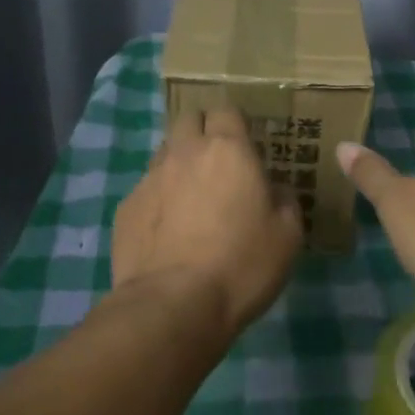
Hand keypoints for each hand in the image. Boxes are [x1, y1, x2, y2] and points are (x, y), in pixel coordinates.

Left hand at [113, 106, 303, 336]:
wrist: (173, 304)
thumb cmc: (241, 265)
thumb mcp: (288, 236)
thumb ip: (285, 201)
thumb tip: (276, 190)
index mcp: (228, 151)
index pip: (226, 110)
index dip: (235, 123)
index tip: (244, 142)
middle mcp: (184, 153)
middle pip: (188, 120)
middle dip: (202, 131)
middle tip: (218, 163)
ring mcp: (149, 178)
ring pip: (164, 153)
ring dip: (179, 164)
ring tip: (191, 198)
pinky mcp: (126, 207)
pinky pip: (146, 189)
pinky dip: (158, 199)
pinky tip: (167, 231)